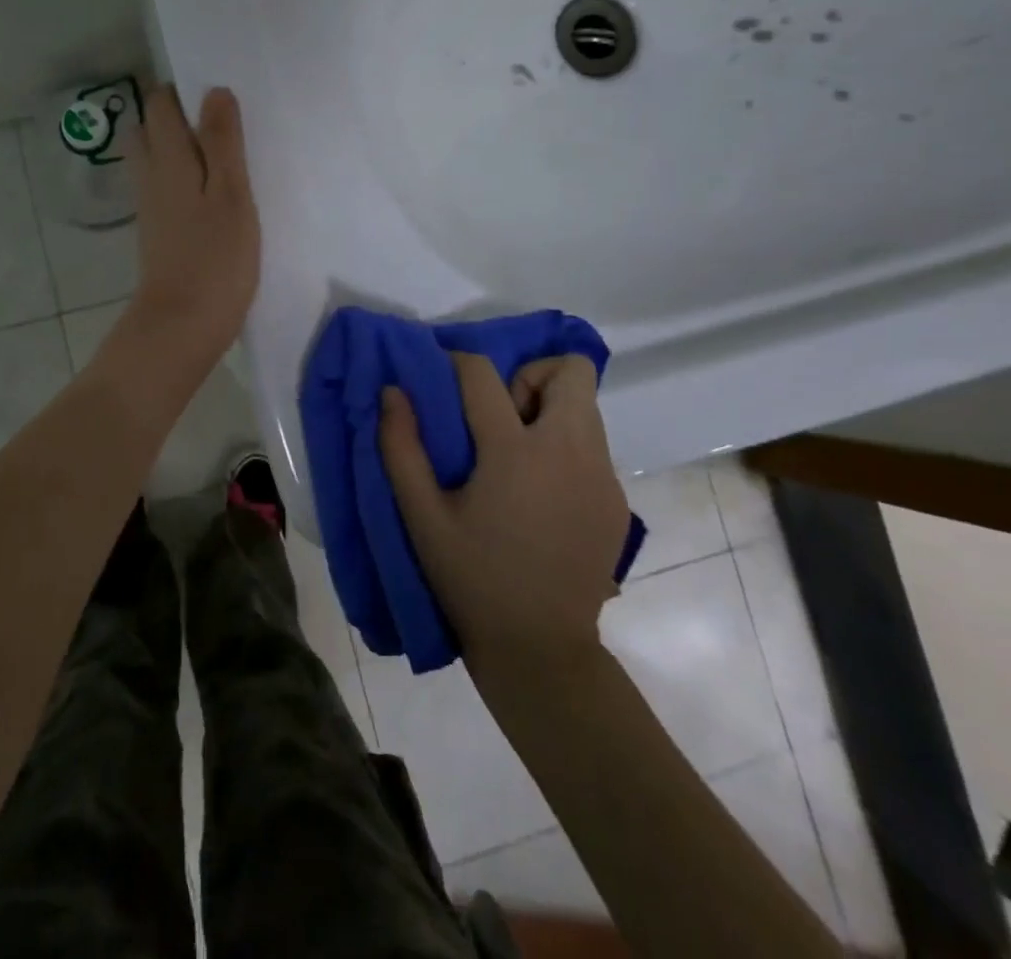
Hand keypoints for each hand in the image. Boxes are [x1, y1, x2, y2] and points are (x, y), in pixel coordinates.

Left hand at [124, 84, 260, 370]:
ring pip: (155, 161)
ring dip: (180, 149)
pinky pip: (165, 189)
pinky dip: (183, 179)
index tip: (217, 93)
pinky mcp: (158, 234)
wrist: (181, 326)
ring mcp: (151, 208)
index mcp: (168, 160)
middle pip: (148, 131)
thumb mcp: (230, 194)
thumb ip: (222, 142)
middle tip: (220, 124)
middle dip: (175, 117)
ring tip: (223, 156)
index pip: (159, 106)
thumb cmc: (214, 259)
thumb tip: (213, 91)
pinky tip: (213, 194)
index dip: (182, 91)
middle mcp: (150, 178)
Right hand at [379, 352, 628, 670]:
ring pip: (586, 406)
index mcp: (515, 452)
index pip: (483, 374)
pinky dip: (565, 447)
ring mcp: (602, 477)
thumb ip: (400, 446)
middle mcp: (569, 452)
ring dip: (549, 409)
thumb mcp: (421, 515)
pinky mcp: (617, 501)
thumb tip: (392, 391)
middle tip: (499, 416)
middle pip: (570, 370)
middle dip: (529, 376)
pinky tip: (539, 494)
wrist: (540, 649)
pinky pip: (593, 446)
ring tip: (516, 454)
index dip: (456, 360)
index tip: (441, 370)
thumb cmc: (470, 577)